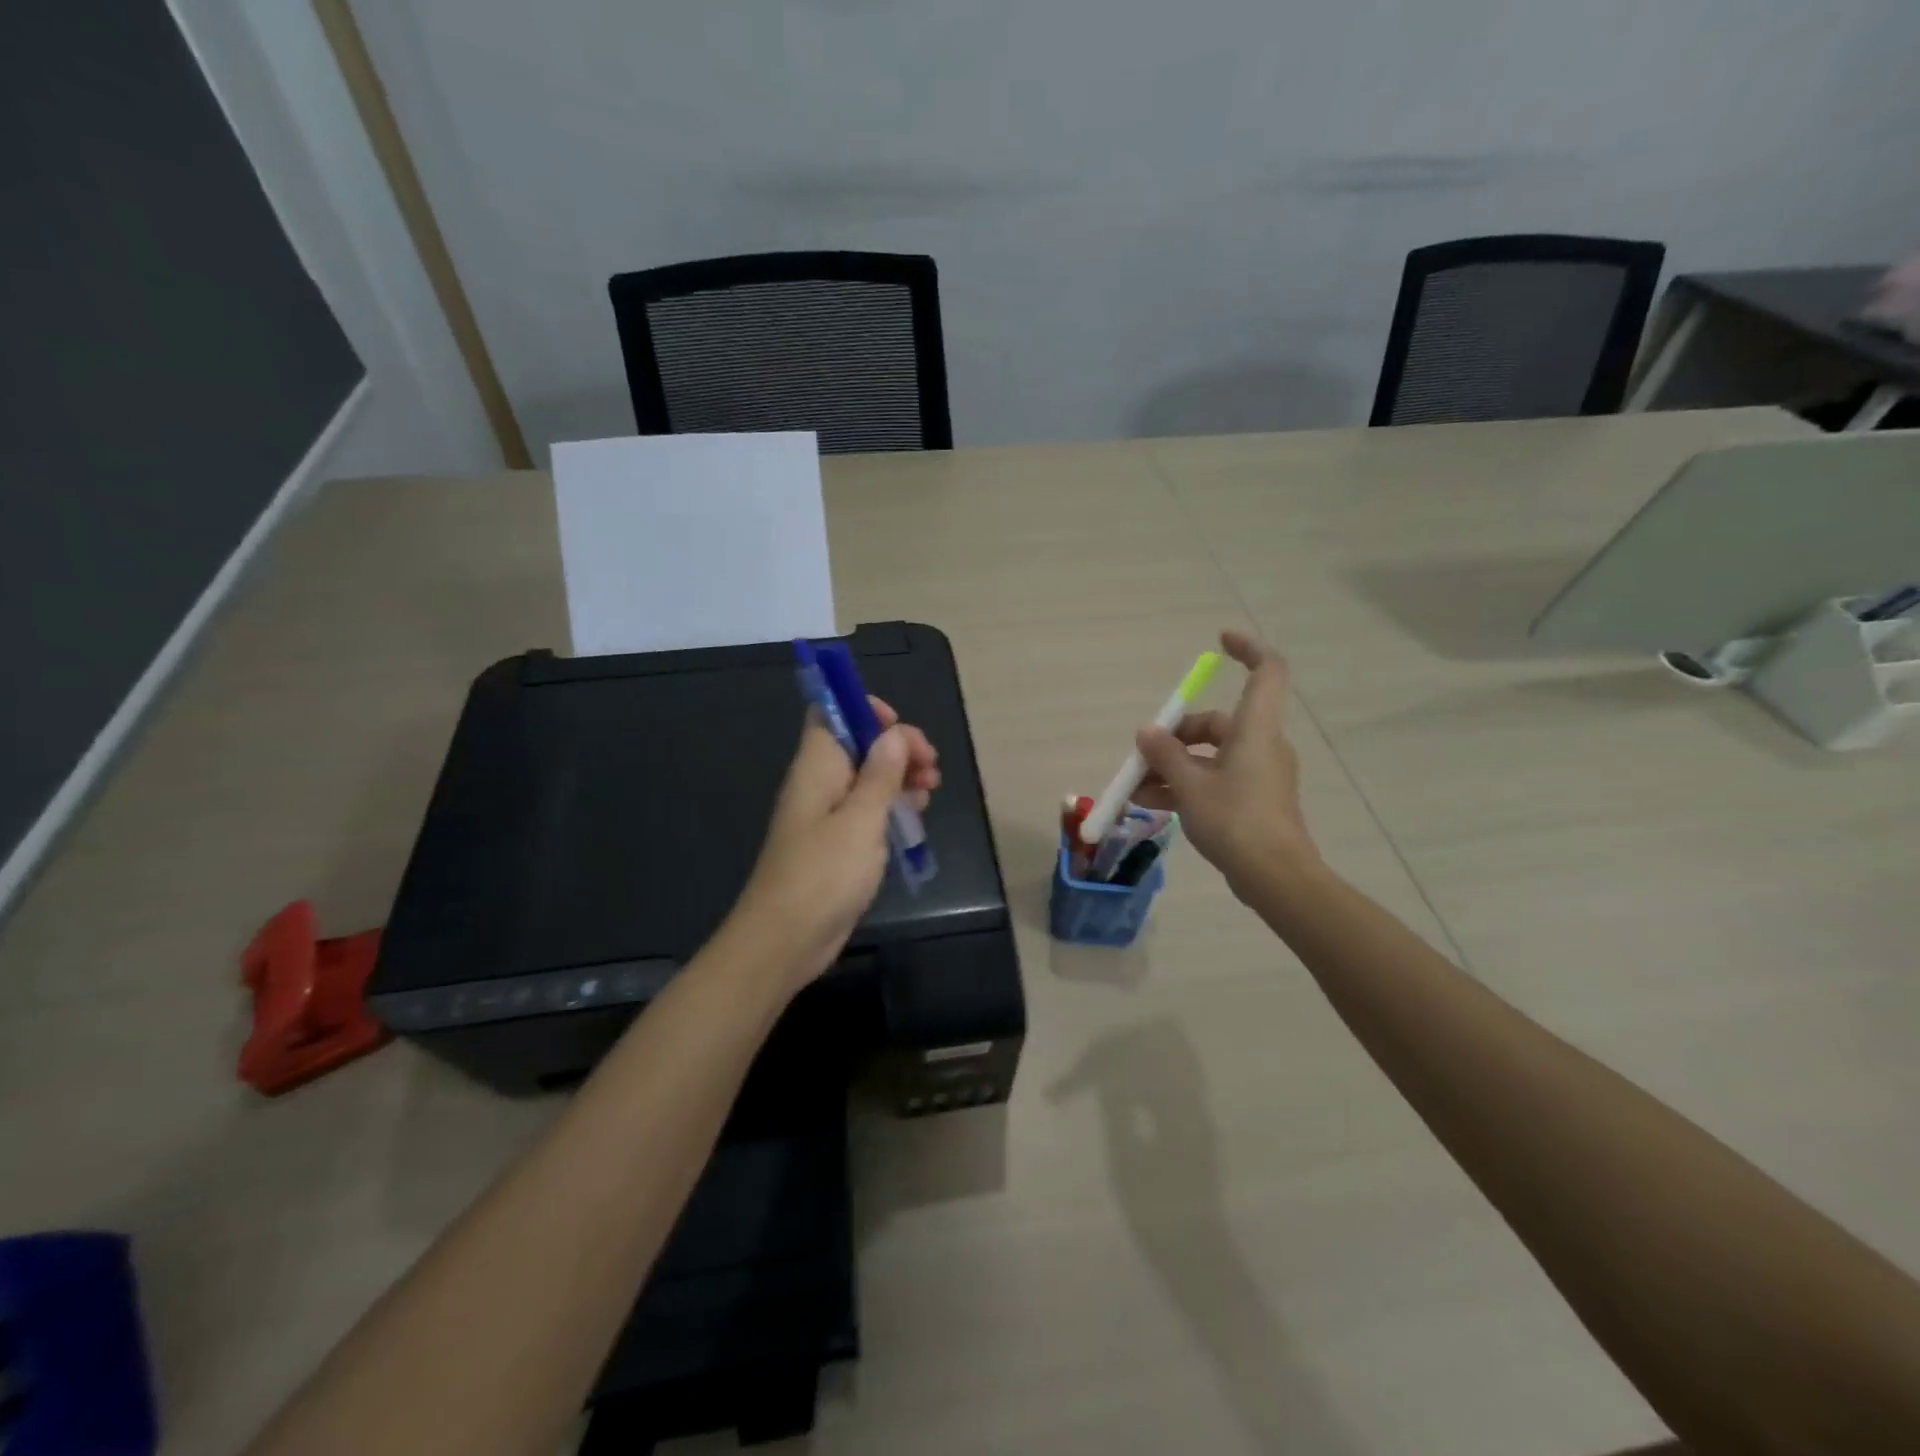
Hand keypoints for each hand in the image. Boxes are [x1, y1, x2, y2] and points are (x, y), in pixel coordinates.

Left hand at [728, 699, 939, 994]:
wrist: (785, 940)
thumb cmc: (823, 874)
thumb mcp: (861, 820)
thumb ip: (880, 774)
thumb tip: (894, 733)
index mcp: (816, 767)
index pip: (831, 714)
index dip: (865, 710)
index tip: (901, 728)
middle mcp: (819, 784)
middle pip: (858, 745)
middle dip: (897, 747)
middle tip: (931, 767)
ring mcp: (826, 815)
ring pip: (866, 779)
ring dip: (900, 777)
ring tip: (931, 790)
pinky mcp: (836, 844)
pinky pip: (866, 811)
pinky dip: (891, 807)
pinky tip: (916, 818)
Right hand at [1132, 630, 1316, 897]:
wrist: (1274, 876)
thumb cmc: (1235, 820)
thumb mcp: (1190, 785)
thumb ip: (1165, 755)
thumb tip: (1147, 732)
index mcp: (1256, 729)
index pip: (1267, 672)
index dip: (1248, 648)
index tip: (1219, 641)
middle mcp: (1261, 745)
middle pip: (1218, 722)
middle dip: (1176, 735)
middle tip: (1142, 755)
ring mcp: (1258, 775)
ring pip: (1210, 756)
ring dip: (1173, 766)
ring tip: (1135, 787)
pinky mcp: (1253, 800)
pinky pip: (1214, 780)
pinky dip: (1186, 786)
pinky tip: (1151, 802)